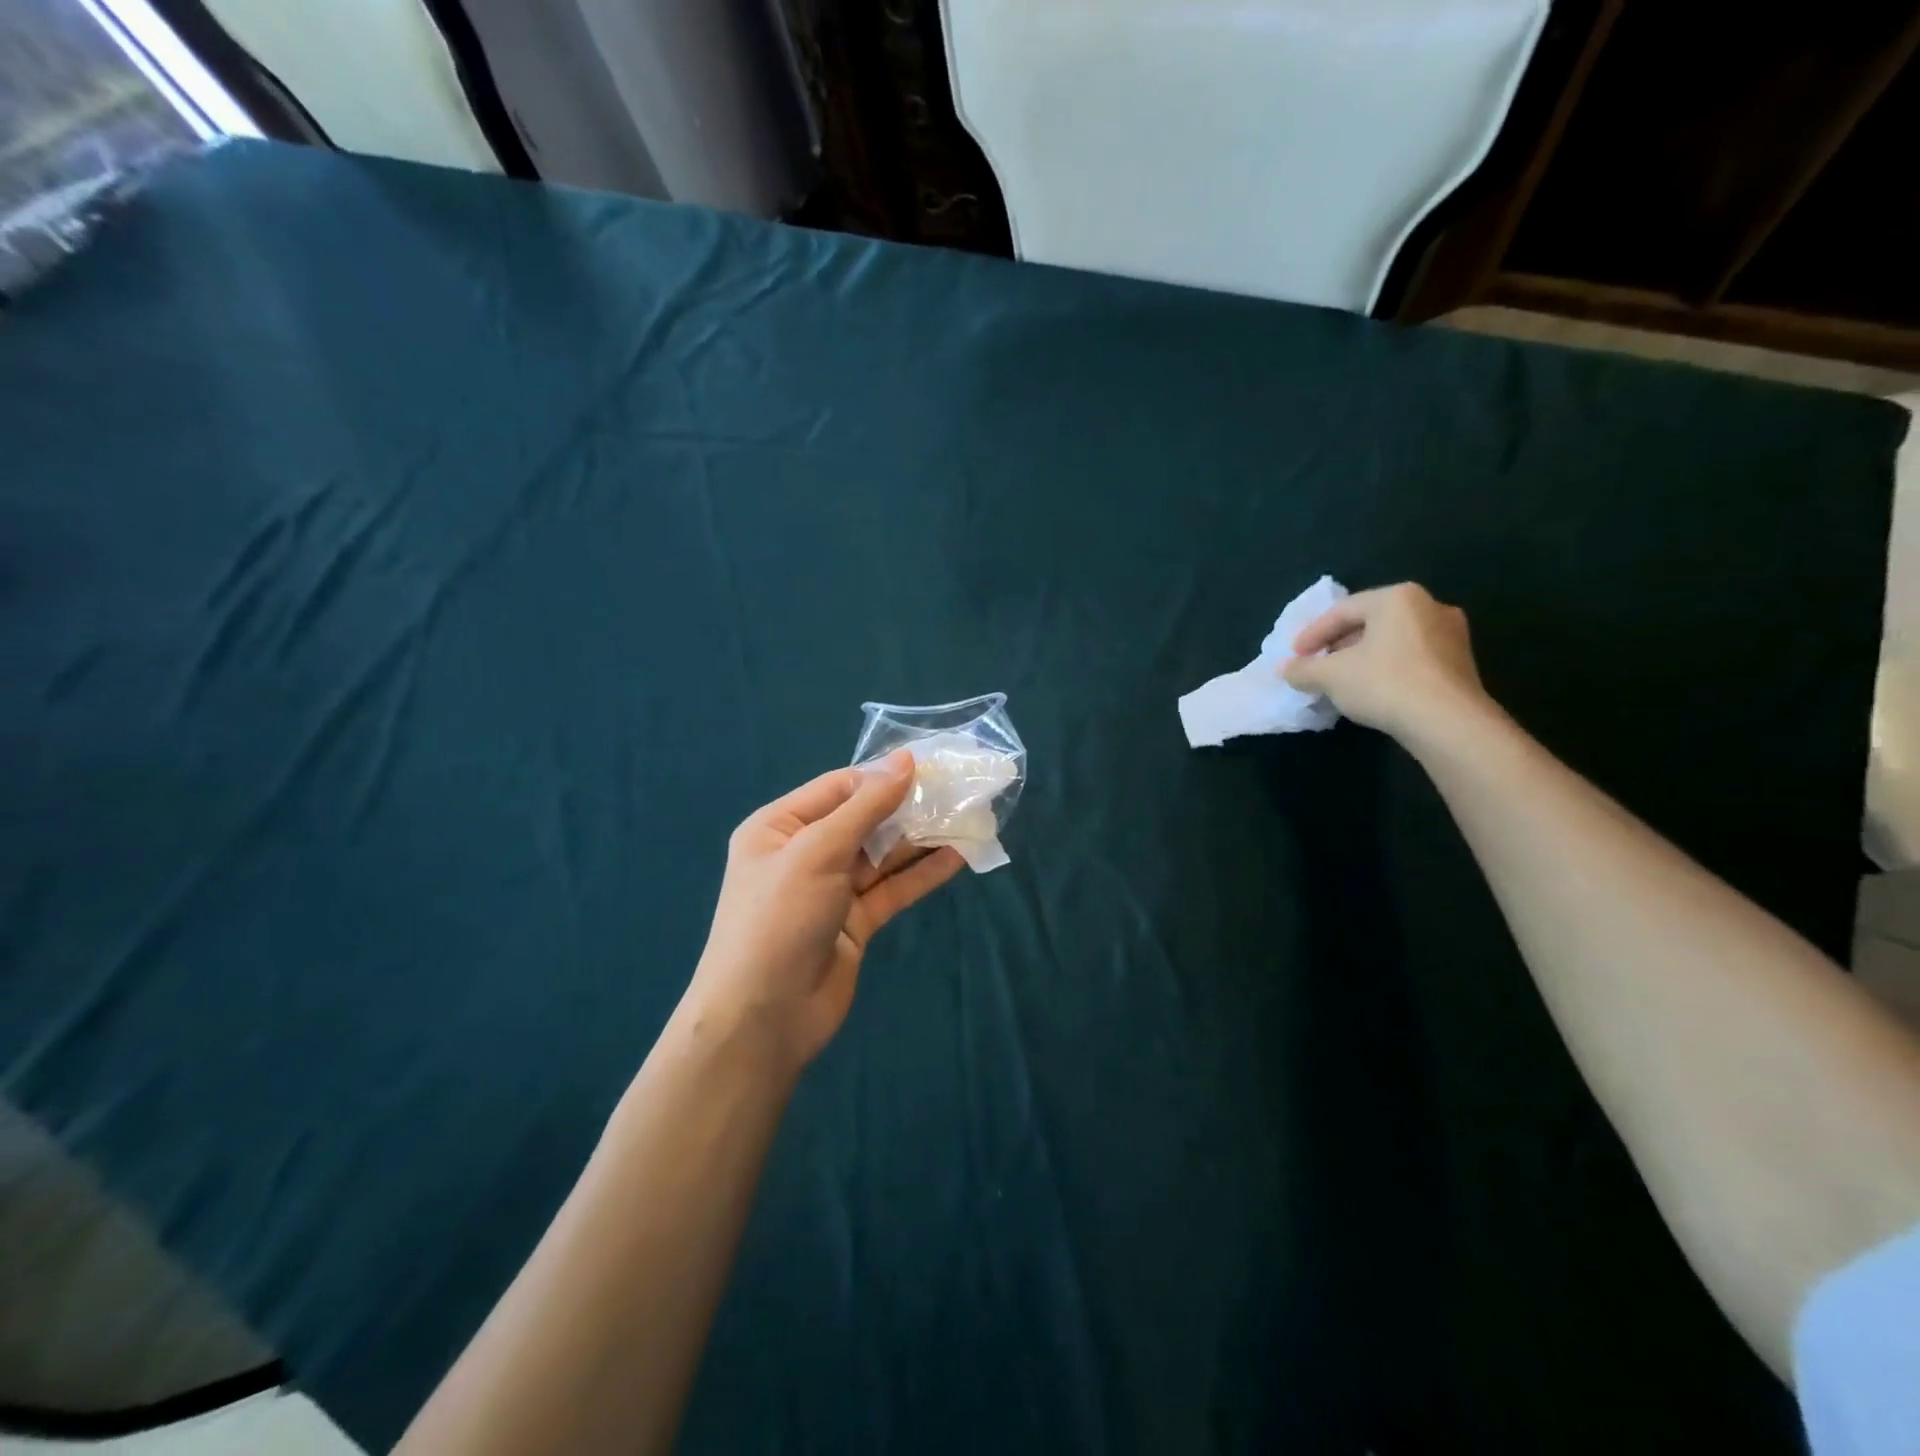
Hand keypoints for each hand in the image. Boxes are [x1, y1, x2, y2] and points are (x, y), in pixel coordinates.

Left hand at [683, 751, 964, 1075]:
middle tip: (958, 792)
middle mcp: (804, 853)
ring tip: (967, 818)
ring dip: (921, 839)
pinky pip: (892, 889)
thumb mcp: (818, 851)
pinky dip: (922, 873)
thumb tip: (905, 759)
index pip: (839, 787)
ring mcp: (831, 889)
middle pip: (864, 819)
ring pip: (882, 855)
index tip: (931, 765)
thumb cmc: (780, 918)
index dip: (883, 775)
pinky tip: (957, 857)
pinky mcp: (854, 921)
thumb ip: (866, 807)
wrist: (763, 1017)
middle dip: (907, 807)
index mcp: (780, 826)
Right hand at [1281, 583, 1491, 742]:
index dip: (1312, 634)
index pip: (1342, 611)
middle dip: (1339, 645)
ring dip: (1364, 658)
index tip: (1294, 656)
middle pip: (1370, 622)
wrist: (1447, 722)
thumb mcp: (1329, 676)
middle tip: (1318, 665)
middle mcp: (1430, 606)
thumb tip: (1287, 669)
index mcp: (1398, 598)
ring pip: (1393, 641)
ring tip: (1342, 681)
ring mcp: (1452, 635)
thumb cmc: (1384, 683)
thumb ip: (1303, 669)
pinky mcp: (1461, 663)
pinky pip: (1413, 659)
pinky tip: (1373, 691)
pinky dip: (1388, 669)